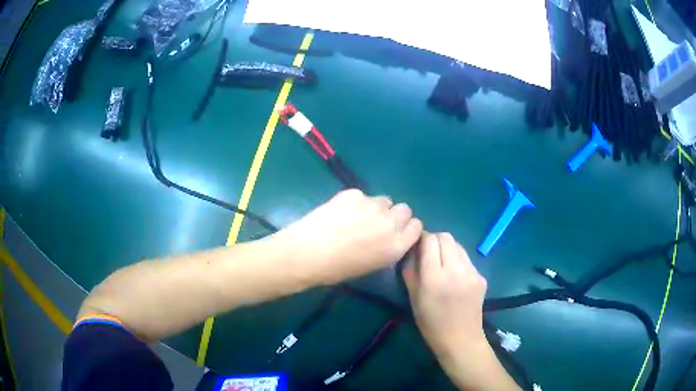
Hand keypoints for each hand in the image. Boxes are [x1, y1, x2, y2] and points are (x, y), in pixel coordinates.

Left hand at [276, 189, 422, 284]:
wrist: (308, 253)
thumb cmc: (337, 269)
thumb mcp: (372, 265)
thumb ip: (388, 247)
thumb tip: (389, 235)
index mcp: (397, 245)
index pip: (416, 226)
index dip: (406, 228)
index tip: (395, 231)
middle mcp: (391, 223)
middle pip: (404, 209)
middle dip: (394, 215)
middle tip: (377, 223)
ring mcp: (373, 205)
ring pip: (384, 200)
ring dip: (376, 207)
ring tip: (356, 217)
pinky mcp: (354, 193)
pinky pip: (363, 195)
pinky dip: (355, 202)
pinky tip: (340, 212)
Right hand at [403, 232, 487, 358]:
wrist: (460, 340)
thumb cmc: (431, 323)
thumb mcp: (413, 298)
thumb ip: (410, 270)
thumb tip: (412, 249)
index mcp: (434, 277)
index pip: (430, 240)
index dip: (422, 237)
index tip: (417, 243)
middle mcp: (455, 270)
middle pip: (446, 237)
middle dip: (435, 239)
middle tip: (428, 251)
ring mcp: (472, 272)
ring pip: (458, 245)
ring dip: (447, 248)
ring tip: (441, 263)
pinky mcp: (481, 276)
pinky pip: (467, 259)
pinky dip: (457, 260)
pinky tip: (454, 276)